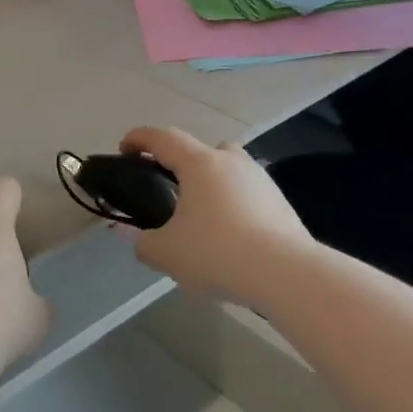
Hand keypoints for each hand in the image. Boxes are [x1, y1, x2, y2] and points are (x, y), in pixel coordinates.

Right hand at [118, 127, 313, 308]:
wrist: (287, 274)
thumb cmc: (217, 252)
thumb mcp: (166, 253)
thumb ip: (141, 242)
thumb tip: (133, 237)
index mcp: (199, 163)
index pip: (163, 138)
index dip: (139, 139)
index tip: (124, 149)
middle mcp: (231, 162)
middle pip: (201, 149)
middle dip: (180, 162)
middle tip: (167, 188)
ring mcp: (260, 179)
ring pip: (228, 168)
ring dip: (211, 182)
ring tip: (201, 215)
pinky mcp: (280, 202)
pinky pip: (247, 193)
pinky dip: (233, 204)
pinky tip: (229, 234)